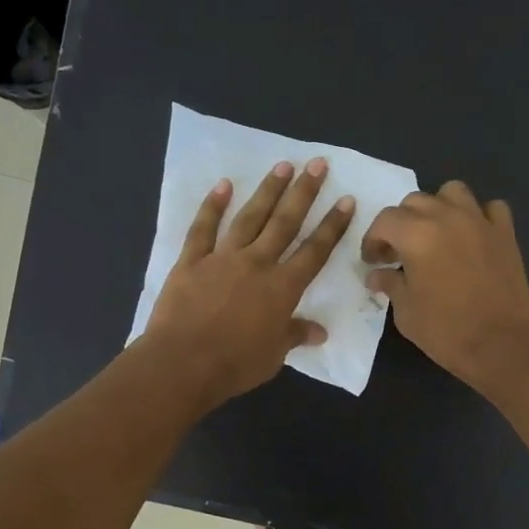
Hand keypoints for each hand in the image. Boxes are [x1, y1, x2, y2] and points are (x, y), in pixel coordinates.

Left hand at [147, 159, 354, 407]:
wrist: (183, 363)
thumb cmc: (235, 364)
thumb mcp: (273, 355)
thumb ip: (294, 336)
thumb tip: (319, 332)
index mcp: (282, 288)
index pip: (314, 251)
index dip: (332, 227)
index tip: (345, 201)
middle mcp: (256, 264)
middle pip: (285, 223)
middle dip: (304, 193)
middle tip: (317, 164)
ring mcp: (222, 258)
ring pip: (249, 217)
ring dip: (267, 191)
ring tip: (282, 166)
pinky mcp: (191, 261)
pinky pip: (203, 229)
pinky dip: (212, 206)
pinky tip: (223, 185)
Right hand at [363, 181, 528, 392]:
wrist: (502, 345)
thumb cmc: (446, 331)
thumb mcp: (406, 312)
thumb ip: (390, 284)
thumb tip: (377, 275)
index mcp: (416, 234)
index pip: (385, 221)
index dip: (373, 240)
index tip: (373, 261)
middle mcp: (447, 217)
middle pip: (415, 201)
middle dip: (401, 223)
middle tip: (399, 252)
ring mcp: (480, 221)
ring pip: (452, 192)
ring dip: (438, 208)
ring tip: (435, 234)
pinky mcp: (505, 233)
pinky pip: (489, 208)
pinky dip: (478, 216)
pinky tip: (472, 237)